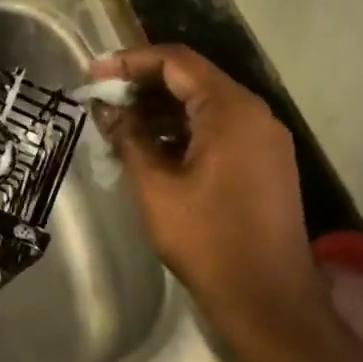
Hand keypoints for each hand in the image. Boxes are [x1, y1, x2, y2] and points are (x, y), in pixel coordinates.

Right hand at [91, 45, 324, 339]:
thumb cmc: (207, 239)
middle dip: (144, 85)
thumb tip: (106, 108)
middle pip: (192, 79)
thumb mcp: (155, 186)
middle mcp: (254, 114)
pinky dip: (184, 130)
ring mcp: (264, 139)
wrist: (268, 300)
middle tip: (103, 101)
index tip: (94, 74)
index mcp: (231, 110)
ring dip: (162, 110)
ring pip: (205, 105)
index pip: (176, 62)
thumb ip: (129, 137)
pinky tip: (152, 149)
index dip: (131, 62)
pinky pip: (219, 129)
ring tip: (120, 126)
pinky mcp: (265, 163)